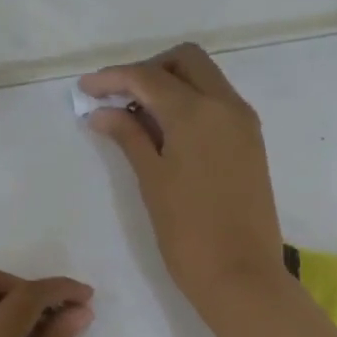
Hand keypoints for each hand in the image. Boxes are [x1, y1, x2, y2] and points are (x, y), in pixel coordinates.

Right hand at [81, 44, 287, 316]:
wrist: (241, 275)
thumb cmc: (188, 233)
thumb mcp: (153, 181)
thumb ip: (129, 137)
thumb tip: (102, 111)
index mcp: (198, 112)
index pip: (149, 77)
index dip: (113, 78)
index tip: (85, 89)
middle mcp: (227, 105)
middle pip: (186, 61)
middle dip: (149, 69)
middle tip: (120, 97)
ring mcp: (244, 123)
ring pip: (206, 79)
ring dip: (172, 84)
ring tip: (139, 117)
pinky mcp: (251, 143)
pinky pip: (219, 104)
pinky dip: (192, 104)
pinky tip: (168, 132)